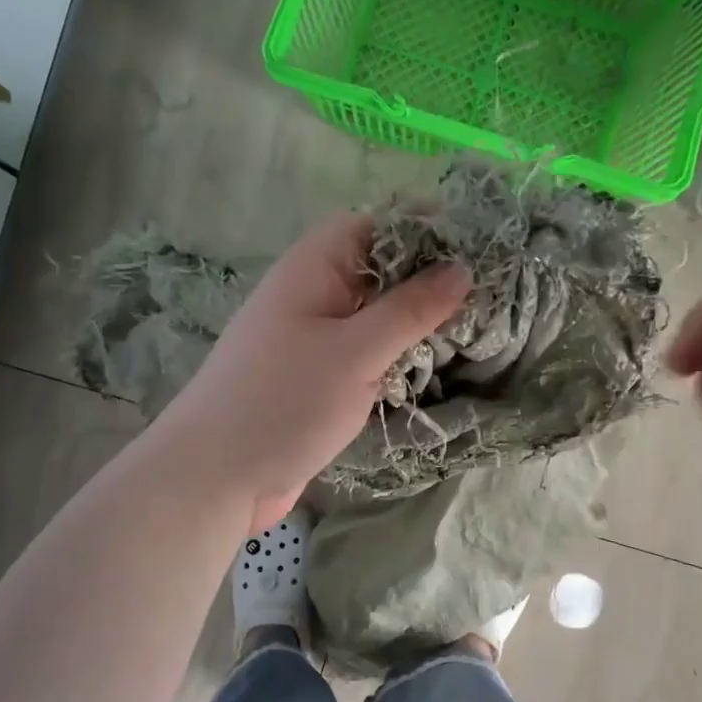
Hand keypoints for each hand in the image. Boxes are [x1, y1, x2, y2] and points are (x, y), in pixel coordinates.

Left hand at [157, 213, 470, 531]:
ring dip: (413, 321)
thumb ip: (411, 309)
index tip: (476, 246)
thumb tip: (462, 268)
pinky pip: (363, 351)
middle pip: (377, 270)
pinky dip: (394, 354)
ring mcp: (312, 338)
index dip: (422, 228)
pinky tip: (430, 365)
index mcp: (313, 268)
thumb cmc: (284, 401)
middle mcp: (312, 294)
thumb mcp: (356, 351)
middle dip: (426, 278)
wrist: (216, 476)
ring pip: (373, 314)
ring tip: (472, 327)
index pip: (374, 225)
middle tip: (486, 293)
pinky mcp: (316, 378)